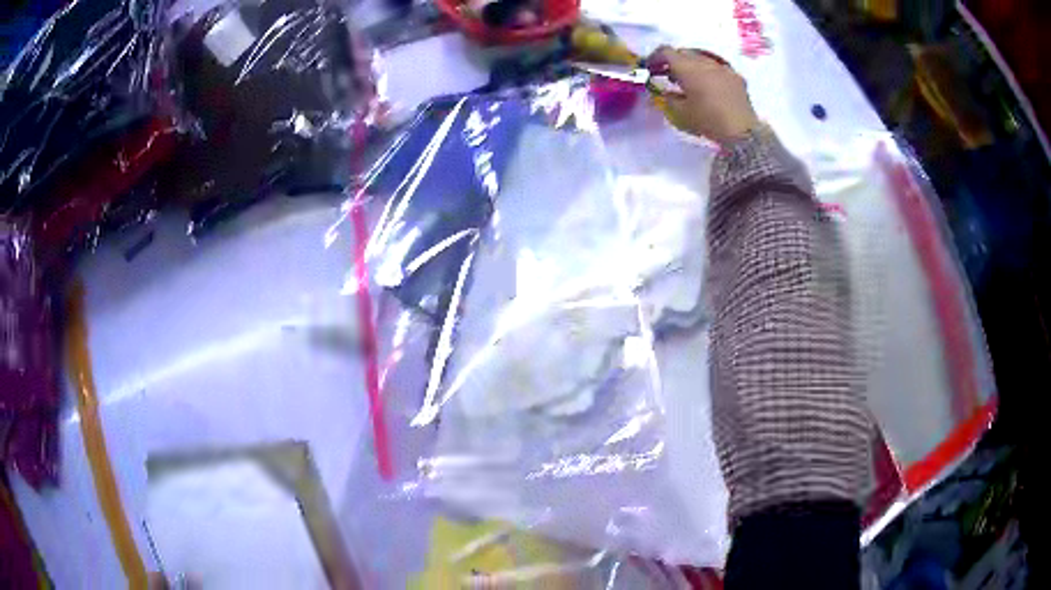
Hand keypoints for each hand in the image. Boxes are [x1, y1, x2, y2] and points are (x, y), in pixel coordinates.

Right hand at [649, 47, 759, 143]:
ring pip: (702, 58)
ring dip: (693, 66)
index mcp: (687, 68)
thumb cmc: (707, 120)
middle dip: (674, 61)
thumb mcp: (681, 113)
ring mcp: (723, 68)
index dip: (655, 57)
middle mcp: (704, 62)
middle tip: (670, 76)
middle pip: (684, 53)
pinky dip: (710, 73)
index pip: (666, 52)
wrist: (742, 131)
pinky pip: (718, 68)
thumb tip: (666, 93)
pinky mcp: (736, 77)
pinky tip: (711, 87)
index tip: (651, 68)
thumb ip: (669, 99)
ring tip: (691, 82)